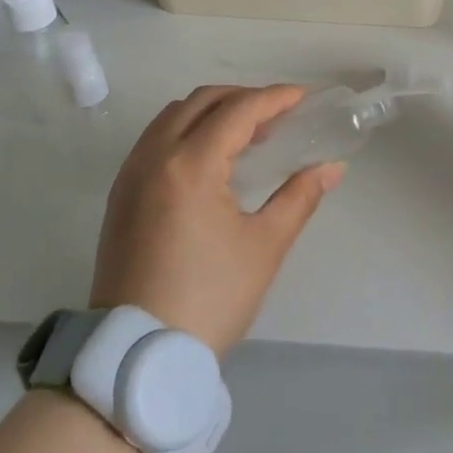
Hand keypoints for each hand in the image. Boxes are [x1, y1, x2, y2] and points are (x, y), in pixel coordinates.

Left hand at [93, 85, 341, 354]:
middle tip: (278, 116)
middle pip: (201, 102)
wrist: (138, 355)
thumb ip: (299, 197)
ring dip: (211, 111)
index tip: (303, 97)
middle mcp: (153, 157)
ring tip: (247, 135)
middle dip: (243, 98)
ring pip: (172, 116)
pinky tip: (210, 158)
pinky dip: (186, 130)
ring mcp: (130, 174)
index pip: (237, 111)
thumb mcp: (264, 247)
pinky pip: (154, 139)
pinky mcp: (120, 195)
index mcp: (189, 166)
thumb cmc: (209, 299)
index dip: (274, 98)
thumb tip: (332, 167)